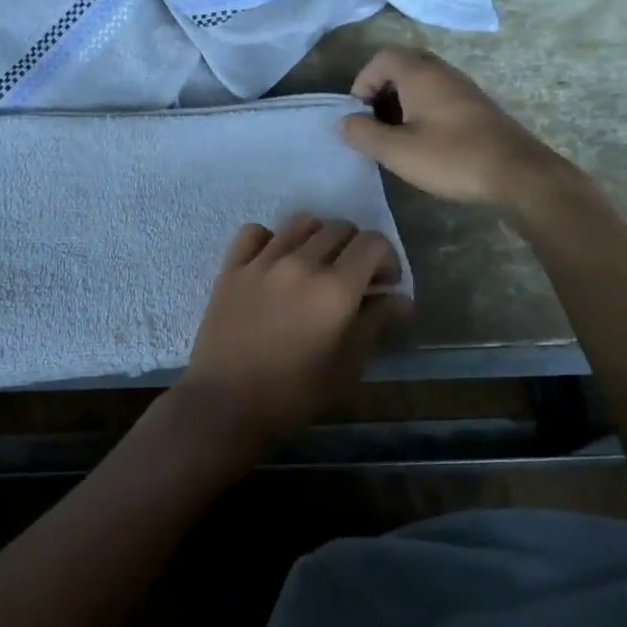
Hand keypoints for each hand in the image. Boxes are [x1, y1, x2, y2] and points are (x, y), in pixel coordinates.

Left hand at [176, 214, 410, 455]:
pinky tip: (273, 262)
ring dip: (317, 237)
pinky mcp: (230, 268)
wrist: (225, 405)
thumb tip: (401, 299)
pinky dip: (270, 239)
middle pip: (339, 228)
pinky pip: (254, 232)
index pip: (372, 243)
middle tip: (352, 279)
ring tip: (315, 266)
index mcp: (334, 289)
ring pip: (300, 222)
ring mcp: (261, 262)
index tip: (383, 285)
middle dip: (355, 248)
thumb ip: (376, 325)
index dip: (386, 259)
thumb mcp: (347, 367)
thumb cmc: (293, 395)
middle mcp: (299, 264)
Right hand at [338, 48, 574, 209]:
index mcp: (421, 74)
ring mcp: (463, 88)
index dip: (362, 82)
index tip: (359, 115)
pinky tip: (423, 143)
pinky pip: (438, 97)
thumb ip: (363, 134)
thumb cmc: (452, 158)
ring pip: (421, 83)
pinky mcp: (476, 107)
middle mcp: (443, 72)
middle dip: (380, 92)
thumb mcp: (397, 151)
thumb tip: (344, 122)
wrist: (518, 174)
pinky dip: (421, 112)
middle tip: (373, 124)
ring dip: (400, 104)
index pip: (381, 58)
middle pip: (401, 66)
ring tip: (395, 138)